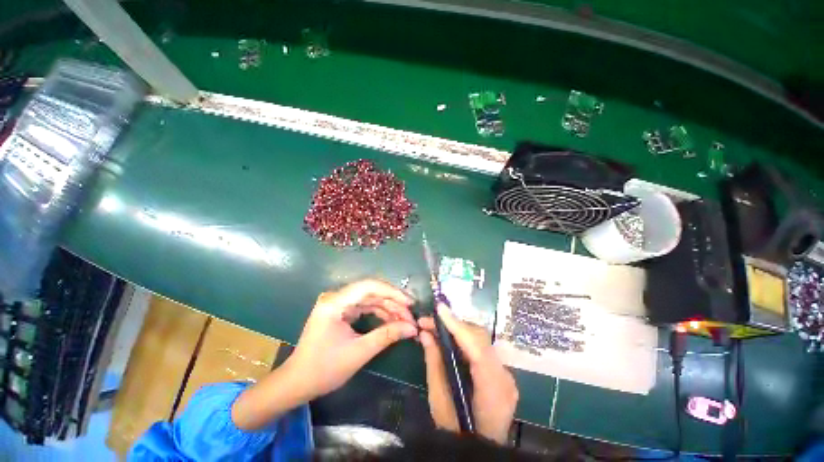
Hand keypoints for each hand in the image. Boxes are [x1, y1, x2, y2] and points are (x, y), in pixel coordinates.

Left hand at [286, 279, 417, 400]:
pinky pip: (365, 307)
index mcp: (335, 302)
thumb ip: (387, 336)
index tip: (410, 303)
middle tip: (411, 317)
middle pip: (371, 292)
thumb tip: (412, 328)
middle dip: (393, 303)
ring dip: (388, 309)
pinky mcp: (341, 311)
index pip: (369, 286)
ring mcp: (339, 303)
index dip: (392, 292)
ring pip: (370, 299)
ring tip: (405, 321)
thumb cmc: (324, 369)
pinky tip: (392, 321)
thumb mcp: (359, 353)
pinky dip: (380, 314)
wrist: (297, 383)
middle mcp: (336, 297)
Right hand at [419, 304, 517, 444]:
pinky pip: (481, 349)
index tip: (439, 308)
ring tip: (435, 327)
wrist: (479, 451)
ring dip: (457, 330)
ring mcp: (505, 374)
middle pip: (480, 339)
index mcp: (493, 389)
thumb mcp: (440, 402)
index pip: (477, 348)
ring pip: (480, 341)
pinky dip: (463, 340)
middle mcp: (504, 376)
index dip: (457, 325)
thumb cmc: (457, 432)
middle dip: (453, 325)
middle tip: (429, 321)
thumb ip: (434, 364)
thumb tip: (425, 334)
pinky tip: (448, 338)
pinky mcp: (500, 372)